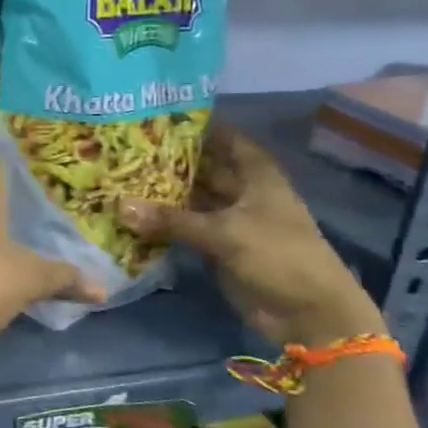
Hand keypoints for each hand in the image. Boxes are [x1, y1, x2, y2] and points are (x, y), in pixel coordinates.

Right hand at [118, 123, 384, 347]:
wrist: (308, 313)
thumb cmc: (278, 256)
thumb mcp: (225, 233)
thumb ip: (172, 220)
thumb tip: (119, 206)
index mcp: (256, 174)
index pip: (225, 138)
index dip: (198, 126)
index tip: (159, 115)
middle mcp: (243, 191)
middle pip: (204, 169)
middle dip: (171, 161)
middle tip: (126, 148)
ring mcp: (231, 221)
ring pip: (193, 200)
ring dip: (164, 194)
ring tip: (121, 177)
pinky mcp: (220, 248)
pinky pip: (187, 229)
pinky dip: (165, 224)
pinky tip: (133, 215)